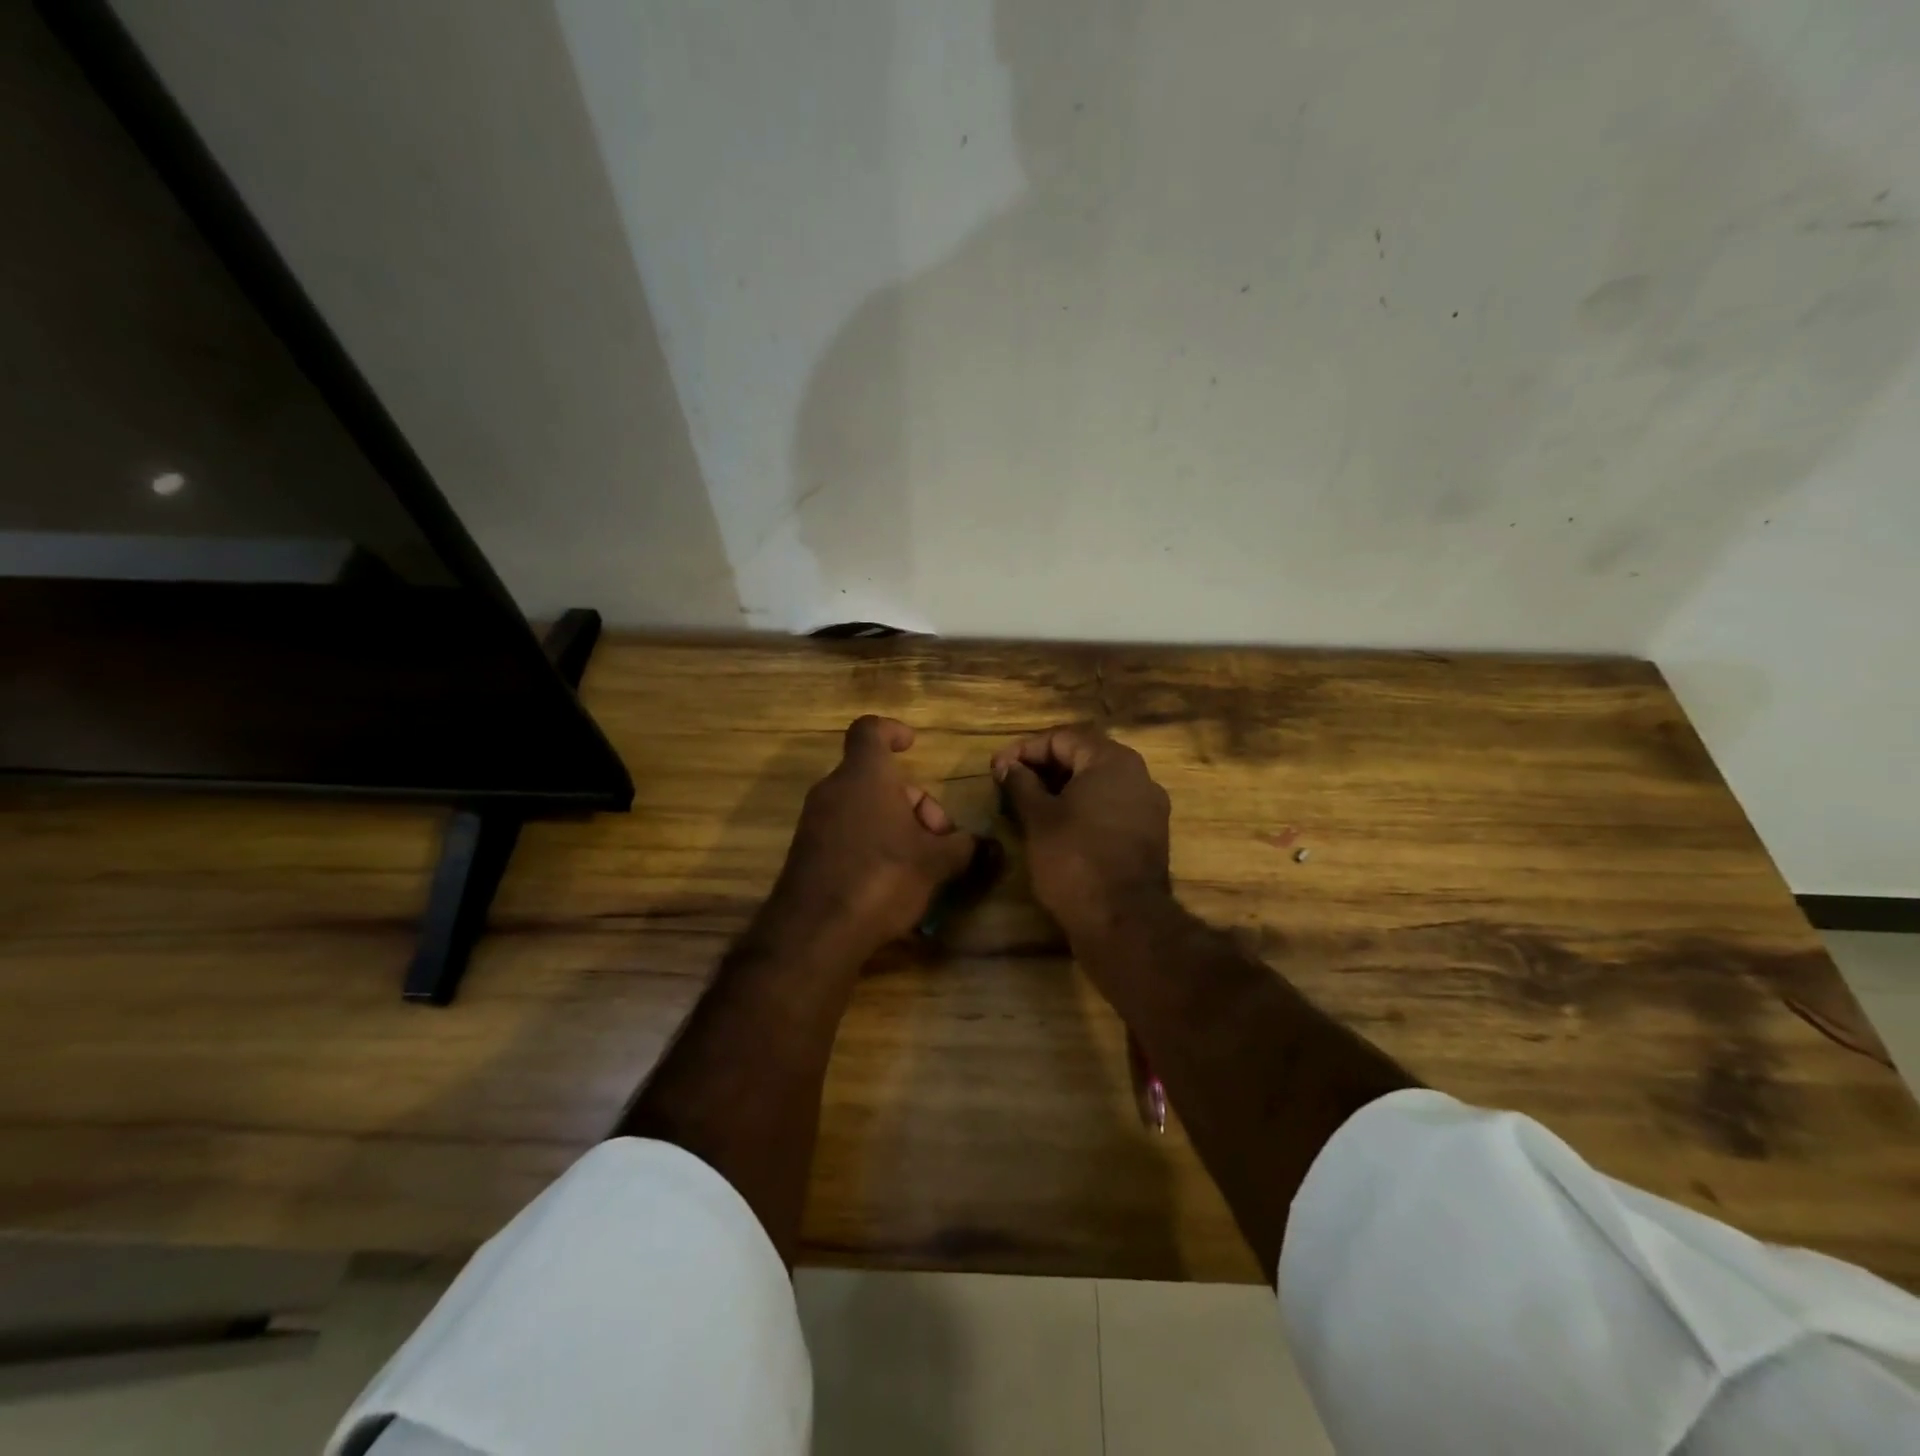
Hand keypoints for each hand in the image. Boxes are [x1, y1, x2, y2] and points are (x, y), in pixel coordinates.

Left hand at [767, 716, 979, 961]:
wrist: (815, 932)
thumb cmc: (881, 877)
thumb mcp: (936, 862)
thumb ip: (963, 847)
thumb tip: (984, 845)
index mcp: (864, 775)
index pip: (870, 730)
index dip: (892, 731)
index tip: (912, 745)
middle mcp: (834, 790)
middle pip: (877, 778)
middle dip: (914, 801)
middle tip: (939, 838)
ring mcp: (816, 822)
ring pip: (863, 807)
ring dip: (896, 825)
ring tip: (922, 864)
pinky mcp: (807, 853)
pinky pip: (846, 833)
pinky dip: (873, 844)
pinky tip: (893, 882)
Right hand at [991, 724, 1171, 946]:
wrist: (1123, 921)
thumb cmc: (1075, 859)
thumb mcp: (1038, 818)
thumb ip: (1021, 784)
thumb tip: (1007, 765)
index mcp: (1112, 761)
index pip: (1062, 738)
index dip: (1025, 750)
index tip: (998, 769)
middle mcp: (1138, 775)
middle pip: (1083, 756)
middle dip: (1043, 768)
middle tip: (1010, 785)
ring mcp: (1148, 807)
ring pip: (1098, 784)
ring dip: (1062, 789)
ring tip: (1029, 806)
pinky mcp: (1149, 835)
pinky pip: (1111, 808)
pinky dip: (1083, 809)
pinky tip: (1058, 828)